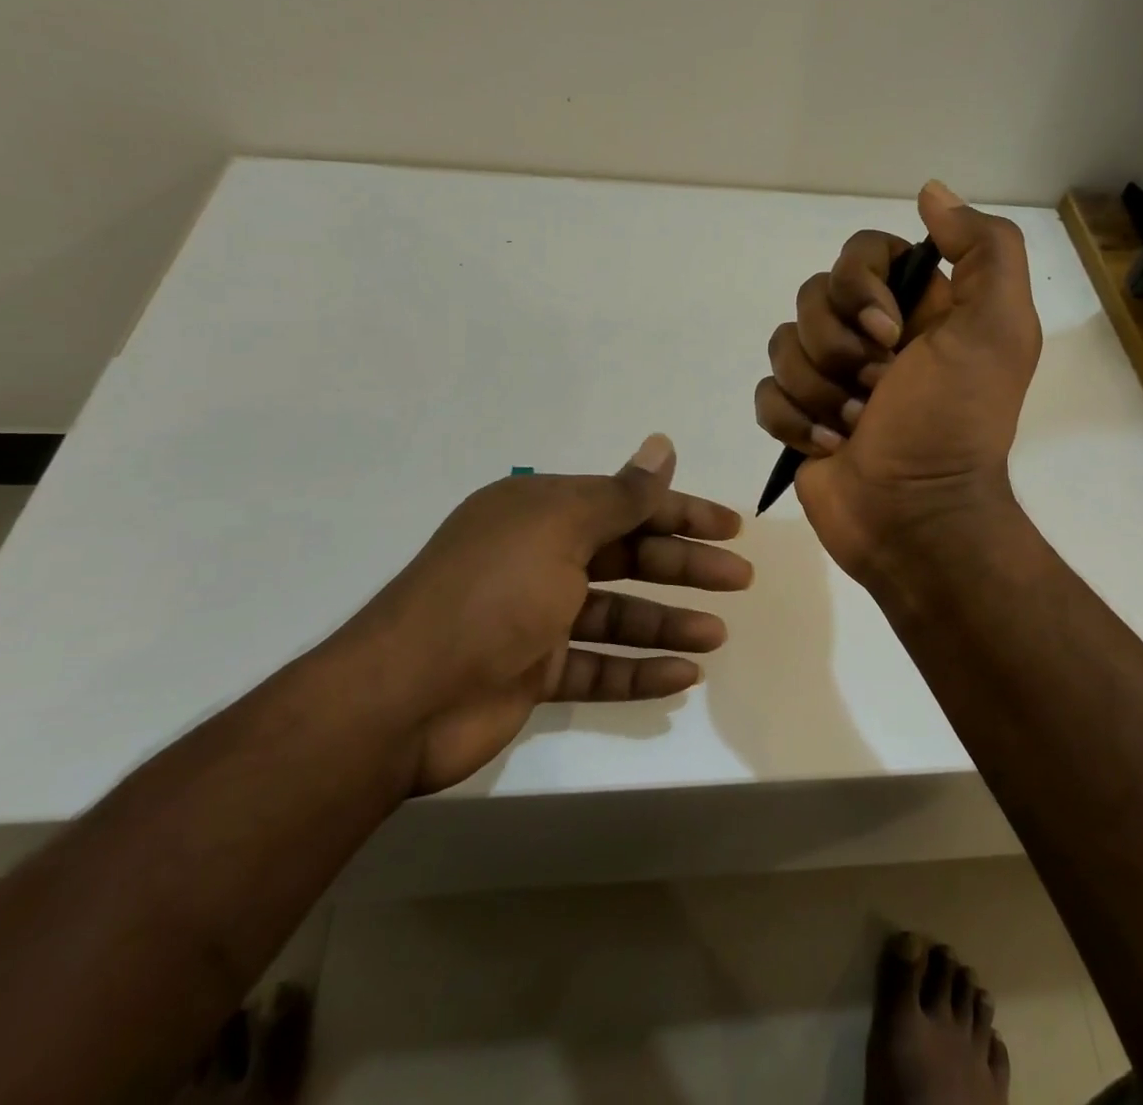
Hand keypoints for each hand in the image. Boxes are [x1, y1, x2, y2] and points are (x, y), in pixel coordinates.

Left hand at [335, 435, 750, 793]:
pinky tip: (683, 676)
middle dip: (684, 566)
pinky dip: (638, 671)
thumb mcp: (561, 529)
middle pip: (628, 555)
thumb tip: (663, 444)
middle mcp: (540, 557)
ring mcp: (536, 617)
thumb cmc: (492, 593)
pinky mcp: (533, 671)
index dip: (681, 511)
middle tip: (740, 578)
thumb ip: (621, 494)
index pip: (626, 502)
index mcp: (541, 512)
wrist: (403, 698)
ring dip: (667, 622)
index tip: (730, 526)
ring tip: (718, 635)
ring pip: (618, 614)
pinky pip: (598, 666)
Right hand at [754, 180, 1040, 580]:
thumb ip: (984, 250)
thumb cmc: (954, 423)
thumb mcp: (997, 330)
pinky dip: (794, 421)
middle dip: (839, 349)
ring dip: (819, 391)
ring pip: (784, 344)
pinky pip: (766, 393)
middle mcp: (871, 335)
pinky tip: (828, 447)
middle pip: (812, 297)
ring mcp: (831, 378)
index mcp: (916, 308)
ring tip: (857, 425)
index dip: (860, 286)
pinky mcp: (800, 418)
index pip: (860, 252)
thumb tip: (931, 193)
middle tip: (878, 389)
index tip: (889, 333)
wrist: (917, 518)